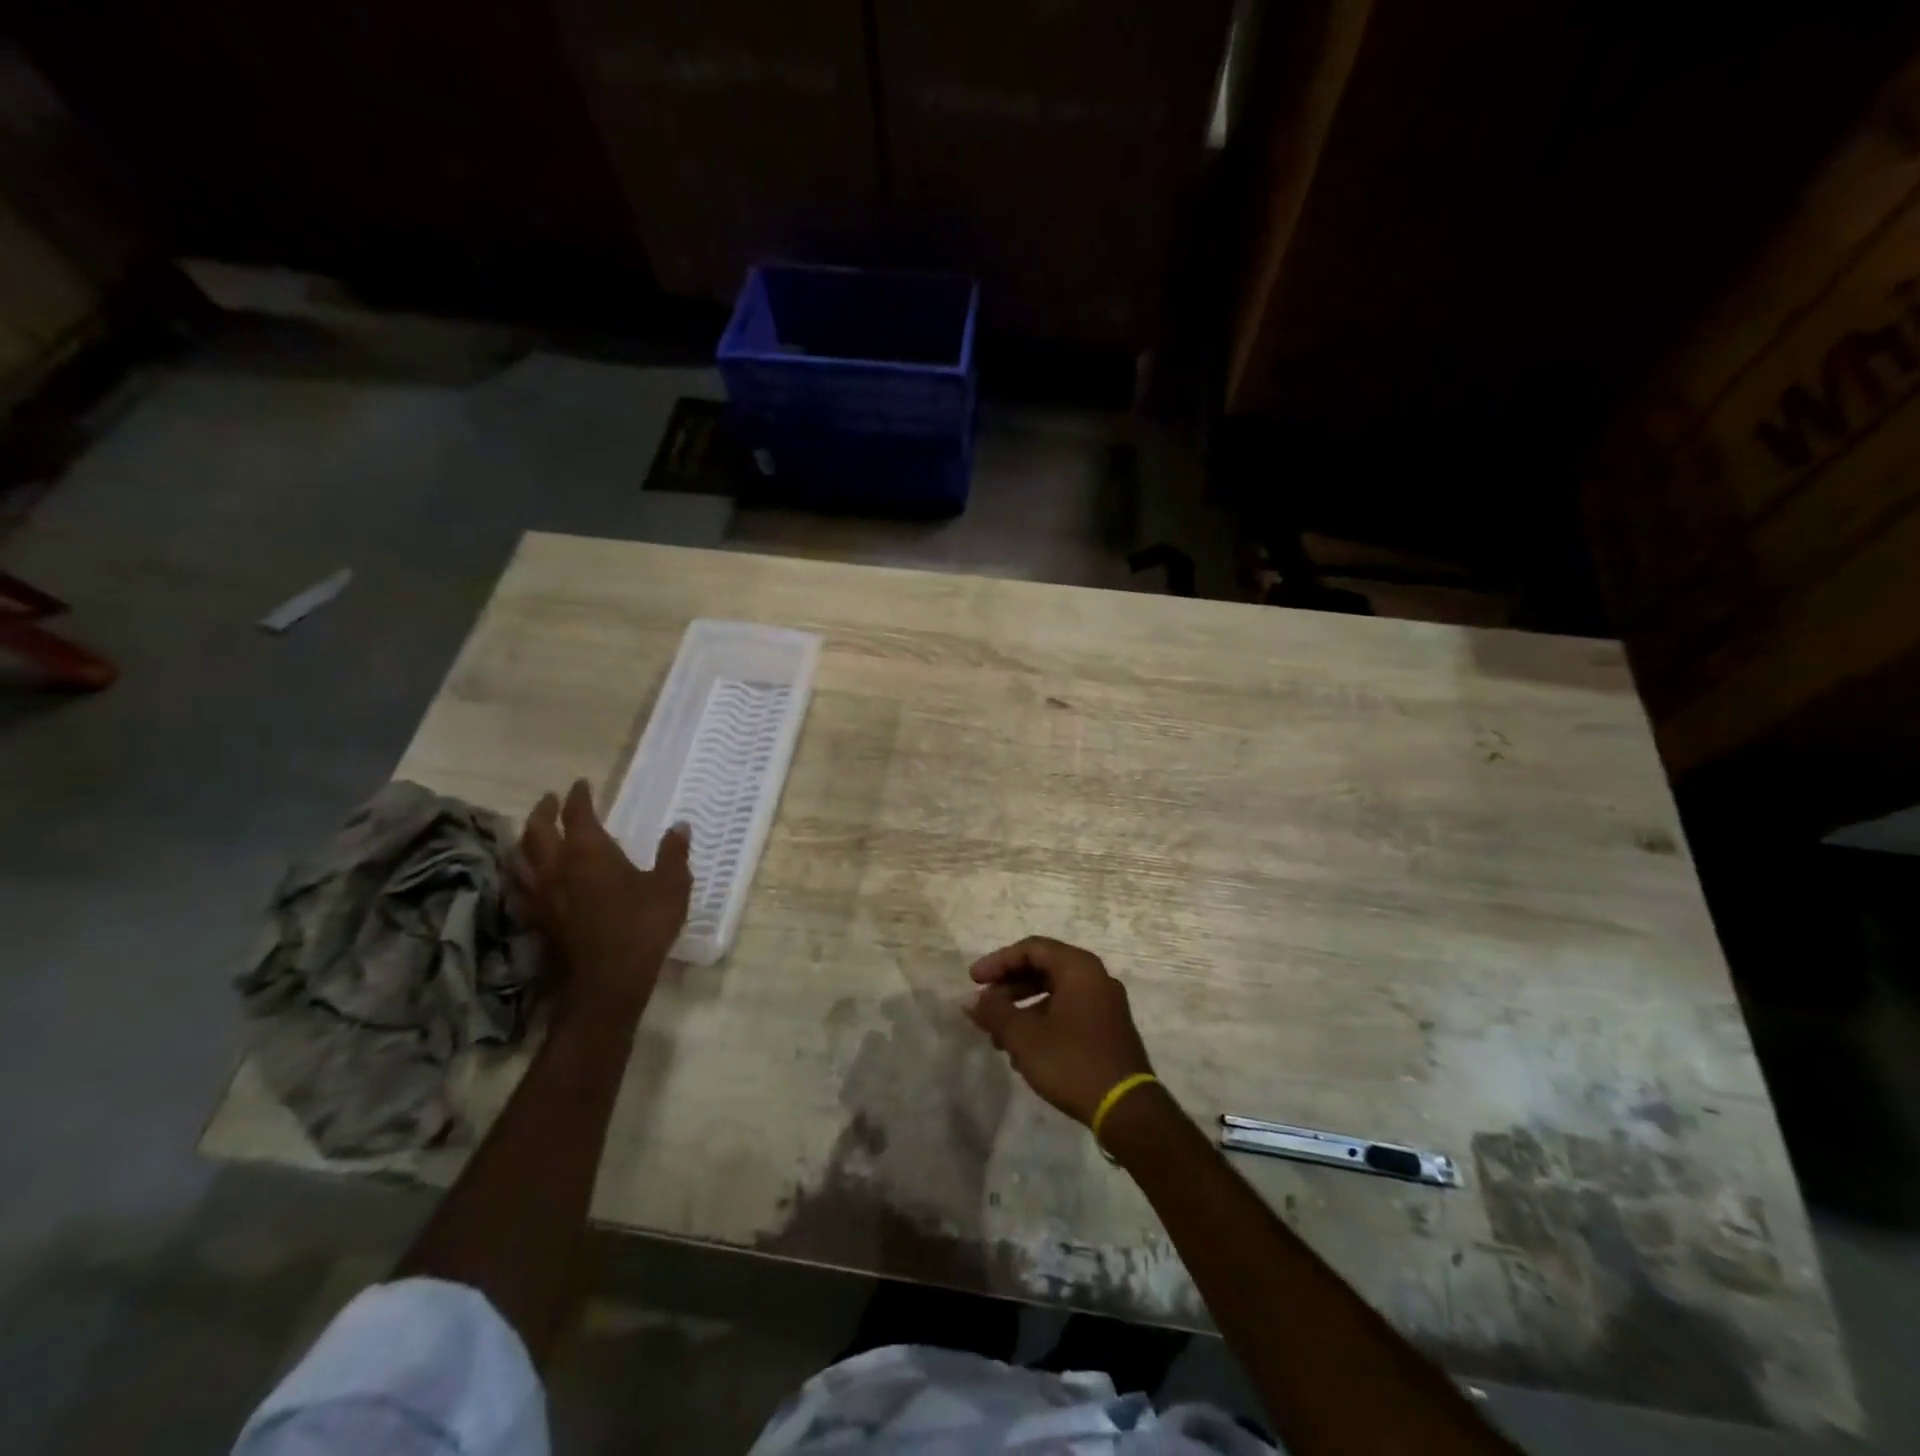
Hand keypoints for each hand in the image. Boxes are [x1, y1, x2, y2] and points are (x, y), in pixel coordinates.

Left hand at [512, 780, 690, 1022]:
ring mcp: (541, 895)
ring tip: (531, 833)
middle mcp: (557, 867)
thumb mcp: (671, 886)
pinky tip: (527, 877)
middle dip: (543, 811)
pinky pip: (519, 887)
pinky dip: (520, 873)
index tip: (581, 784)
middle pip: (537, 830)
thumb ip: (673, 854)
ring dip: (524, 839)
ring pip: (520, 857)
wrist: (607, 981)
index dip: (578, 797)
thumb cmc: (642, 926)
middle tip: (550, 799)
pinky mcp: (535, 920)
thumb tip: (680, 826)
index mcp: (589, 851)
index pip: (577, 814)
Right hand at [966, 937, 1153, 1126]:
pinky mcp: (1108, 1029)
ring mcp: (1106, 1004)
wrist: (1126, 1110)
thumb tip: (971, 1001)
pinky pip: (1069, 1012)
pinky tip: (1024, 1053)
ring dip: (1023, 1010)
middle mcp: (1096, 978)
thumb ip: (994, 1013)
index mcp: (1079, 968)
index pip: (1032, 948)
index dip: (998, 961)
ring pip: (1055, 994)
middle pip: (1044, 969)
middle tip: (984, 1007)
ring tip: (999, 1038)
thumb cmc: (1072, 1062)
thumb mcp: (1024, 1037)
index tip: (974, 981)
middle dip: (1009, 988)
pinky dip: (1043, 1022)